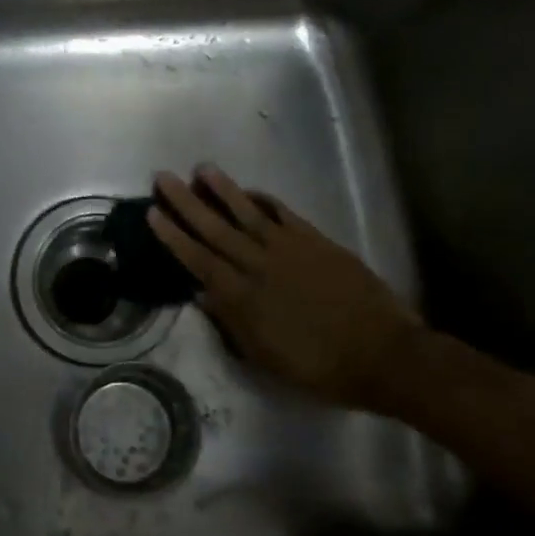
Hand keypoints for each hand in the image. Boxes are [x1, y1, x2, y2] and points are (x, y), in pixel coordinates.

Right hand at [148, 166, 422, 414]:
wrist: (382, 354)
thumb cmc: (319, 367)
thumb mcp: (265, 358)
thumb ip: (232, 323)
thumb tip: (203, 295)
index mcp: (243, 296)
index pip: (197, 259)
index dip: (173, 235)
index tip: (152, 212)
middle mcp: (259, 264)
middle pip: (214, 228)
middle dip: (186, 202)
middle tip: (163, 177)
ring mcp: (289, 248)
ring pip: (247, 212)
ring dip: (223, 190)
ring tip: (202, 168)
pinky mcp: (316, 241)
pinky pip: (283, 214)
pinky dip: (265, 200)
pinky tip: (250, 190)